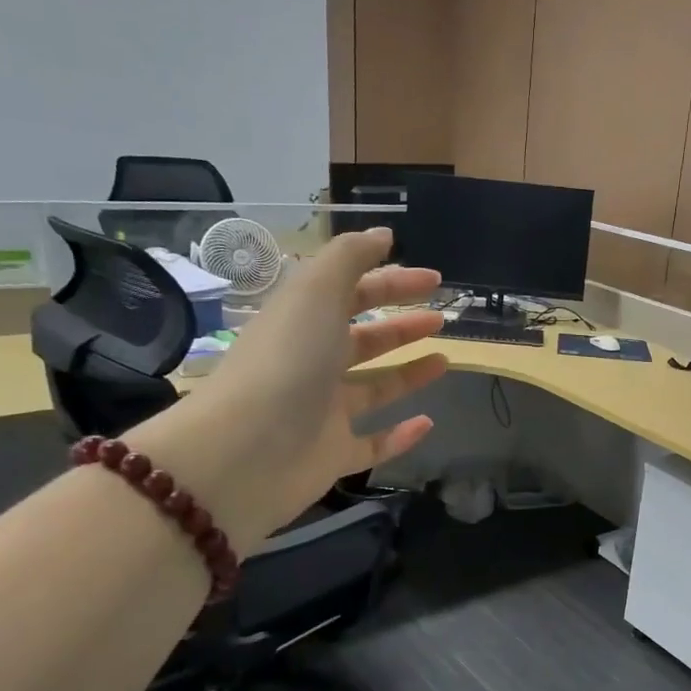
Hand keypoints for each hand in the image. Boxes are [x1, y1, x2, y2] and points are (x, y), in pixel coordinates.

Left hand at [127, 229, 446, 543]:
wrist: (245, 452)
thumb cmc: (286, 362)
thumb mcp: (316, 292)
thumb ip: (350, 258)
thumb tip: (383, 234)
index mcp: (304, 322)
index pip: (352, 293)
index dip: (392, 282)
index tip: (434, 281)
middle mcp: (312, 364)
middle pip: (363, 339)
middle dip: (402, 325)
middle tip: (441, 318)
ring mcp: (322, 413)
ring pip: (372, 389)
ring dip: (407, 374)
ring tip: (445, 361)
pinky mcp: (332, 456)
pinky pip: (373, 443)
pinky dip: (400, 436)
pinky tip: (428, 423)